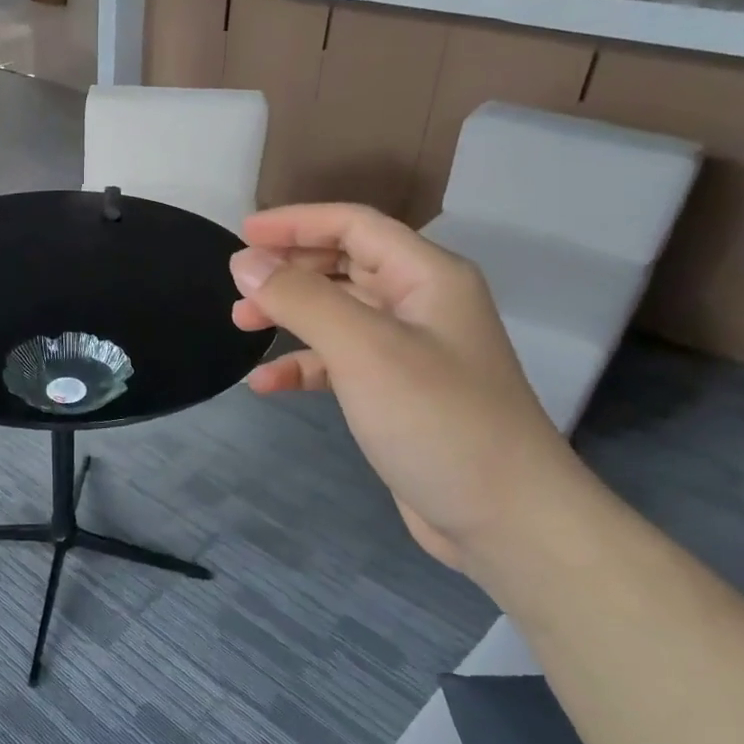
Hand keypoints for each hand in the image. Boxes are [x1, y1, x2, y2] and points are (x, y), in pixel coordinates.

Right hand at [229, 204, 582, 571]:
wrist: (505, 520)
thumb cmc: (438, 420)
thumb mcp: (364, 349)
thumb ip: (302, 299)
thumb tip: (245, 262)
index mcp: (427, 276)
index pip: (354, 226)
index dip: (297, 222)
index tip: (243, 232)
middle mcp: (420, 304)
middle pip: (344, 264)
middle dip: (289, 270)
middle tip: (237, 286)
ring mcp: (410, 351)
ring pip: (338, 314)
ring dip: (290, 315)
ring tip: (242, 326)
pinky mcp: (397, 394)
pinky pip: (340, 363)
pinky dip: (303, 365)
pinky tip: (267, 383)